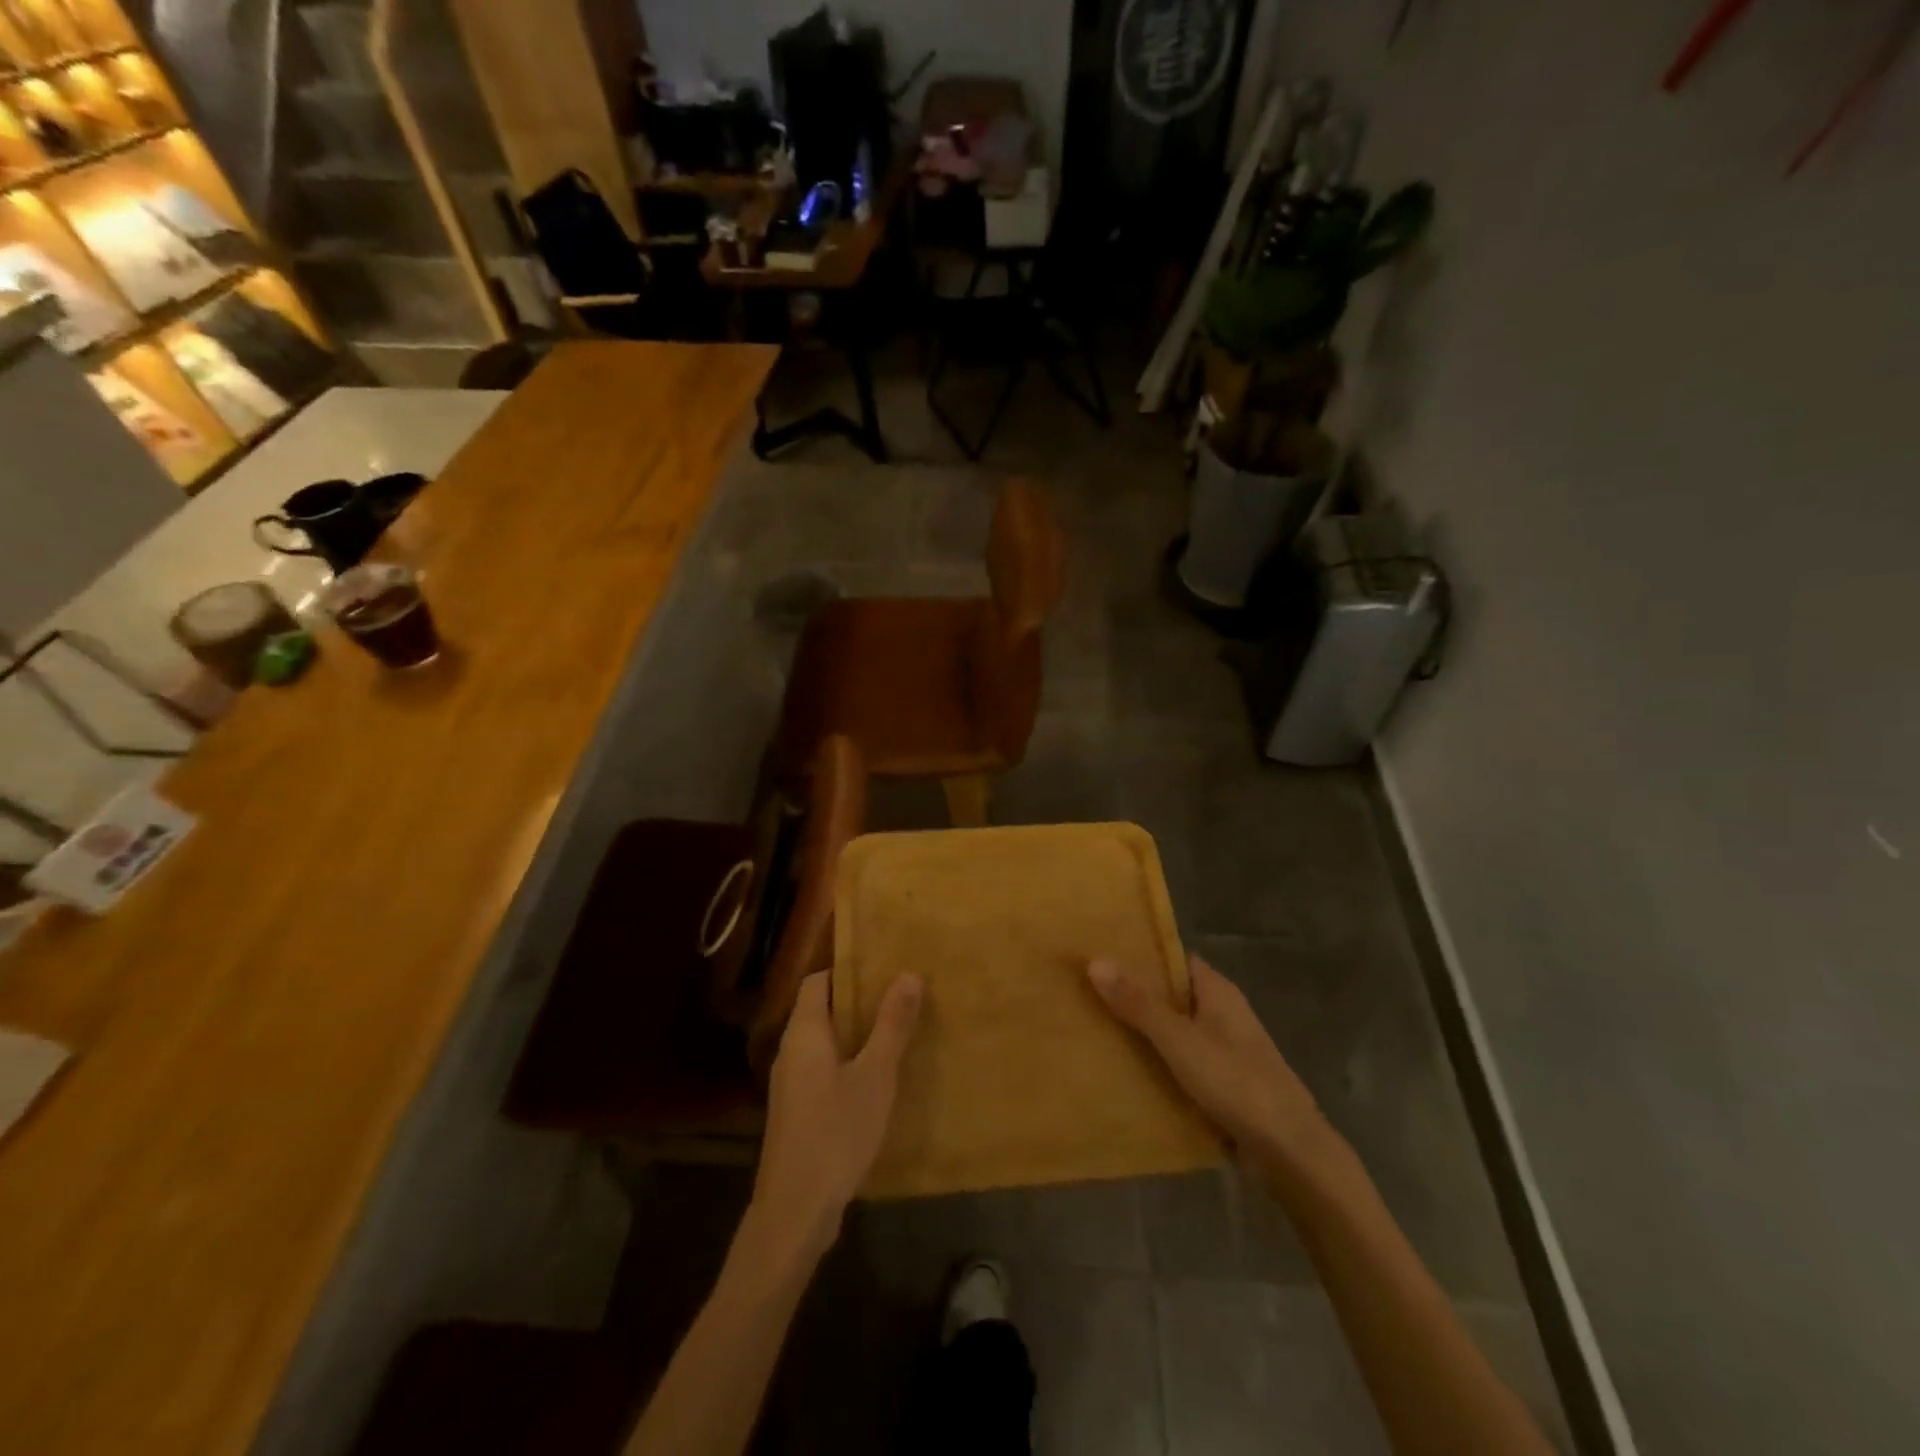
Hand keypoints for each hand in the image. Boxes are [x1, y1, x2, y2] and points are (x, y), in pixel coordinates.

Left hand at [751, 971, 922, 1255]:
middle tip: (900, 996)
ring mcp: (790, 1084)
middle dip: (858, 1001)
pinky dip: (848, 1063)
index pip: (817, 981)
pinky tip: (877, 1080)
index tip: (883, 967)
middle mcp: (790, 1051)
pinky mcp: (796, 1112)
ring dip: (855, 1034)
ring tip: (896, 1032)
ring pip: (824, 1042)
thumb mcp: (875, 1075)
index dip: (847, 969)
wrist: (795, 1211)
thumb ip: (891, 1025)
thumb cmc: (836, 1132)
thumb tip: (908, 974)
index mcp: (804, 1032)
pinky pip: (823, 1070)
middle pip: (820, 1009)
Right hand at [1089, 954, 1325, 1169]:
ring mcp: (1226, 1049)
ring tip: (1099, 1031)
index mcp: (1218, 991)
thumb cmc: (1236, 1082)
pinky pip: (1184, 1062)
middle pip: (1173, 995)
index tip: (1102, 957)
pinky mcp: (1225, 1082)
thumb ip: (1138, 1003)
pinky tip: (1129, 1072)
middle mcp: (1224, 1013)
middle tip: (1089, 995)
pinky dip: (1161, 1063)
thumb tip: (1095, 961)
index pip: (1174, 959)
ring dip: (1146, 1032)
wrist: (1289, 1150)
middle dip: (1136, 996)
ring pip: (1177, 1031)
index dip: (1141, 956)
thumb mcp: (1179, 1040)